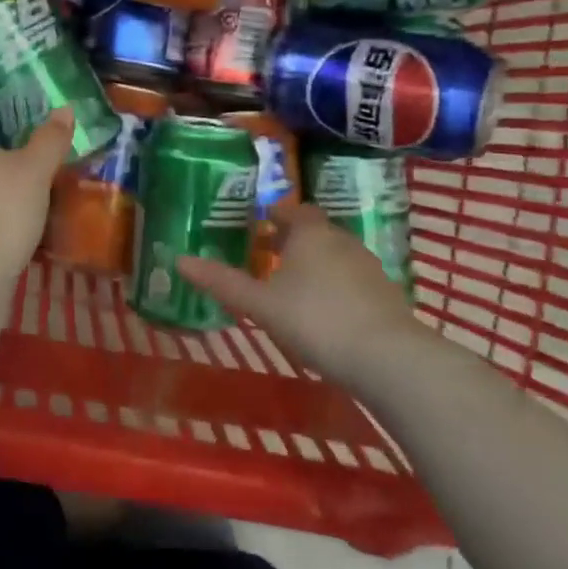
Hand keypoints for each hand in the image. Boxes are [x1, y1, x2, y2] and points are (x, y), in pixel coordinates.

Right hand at [177, 201, 423, 387]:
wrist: (387, 358)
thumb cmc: (315, 320)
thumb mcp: (260, 304)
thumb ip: (222, 282)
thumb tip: (179, 260)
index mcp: (311, 233)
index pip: (293, 210)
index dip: (275, 214)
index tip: (258, 224)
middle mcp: (342, 241)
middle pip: (315, 231)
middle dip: (293, 240)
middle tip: (269, 257)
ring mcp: (369, 267)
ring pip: (336, 256)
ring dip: (316, 264)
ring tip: (293, 286)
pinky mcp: (386, 295)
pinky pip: (353, 280)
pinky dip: (336, 287)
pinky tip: (325, 312)